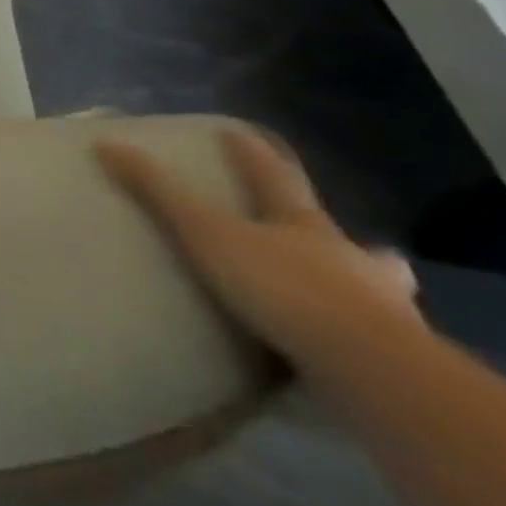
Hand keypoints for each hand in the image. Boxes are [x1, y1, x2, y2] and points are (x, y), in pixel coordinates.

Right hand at [96, 127, 422, 374]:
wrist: (372, 372)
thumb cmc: (285, 287)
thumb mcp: (207, 233)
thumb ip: (159, 191)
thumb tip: (107, 144)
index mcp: (305, 225)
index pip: (276, 177)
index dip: (254, 154)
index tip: (240, 133)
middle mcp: (351, 261)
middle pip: (349, 240)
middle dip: (349, 238)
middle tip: (351, 241)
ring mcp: (385, 314)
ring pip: (384, 295)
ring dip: (373, 293)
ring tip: (359, 302)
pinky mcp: (398, 366)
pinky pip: (382, 348)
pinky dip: (369, 347)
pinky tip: (356, 361)